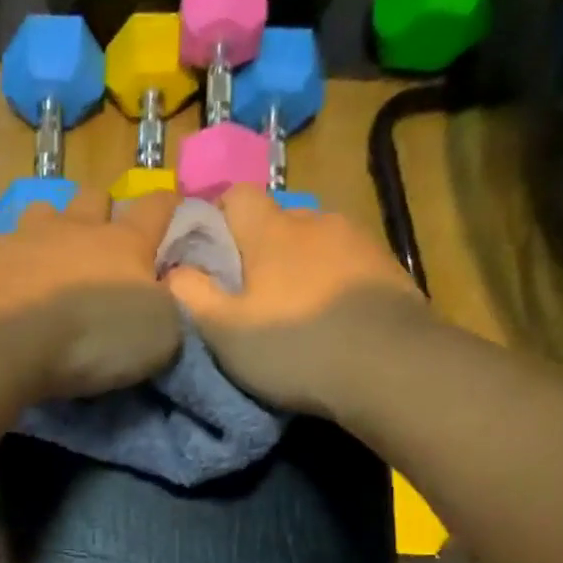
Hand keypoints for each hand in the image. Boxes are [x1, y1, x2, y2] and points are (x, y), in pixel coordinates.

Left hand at [0, 188, 182, 400]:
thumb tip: (166, 293)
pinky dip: (11, 262)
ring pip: (42, 211)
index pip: (156, 207)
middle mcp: (76, 228)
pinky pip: (2, 249)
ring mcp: (26, 239)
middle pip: (93, 196)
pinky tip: (11, 284)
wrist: (8, 342)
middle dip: (101, 211)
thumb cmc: (94, 336)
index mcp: (125, 242)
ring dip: (51, 227)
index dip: (167, 205)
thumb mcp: (159, 335)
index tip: (172, 207)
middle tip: (102, 239)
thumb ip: (168, 308)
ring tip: (50, 255)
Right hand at [166, 186, 427, 415]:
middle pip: (274, 222)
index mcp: (271, 230)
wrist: (391, 367)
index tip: (205, 259)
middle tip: (246, 297)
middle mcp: (315, 221)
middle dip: (255, 250)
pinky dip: (329, 281)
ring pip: (312, 243)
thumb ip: (189, 295)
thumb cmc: (295, 348)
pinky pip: (344, 264)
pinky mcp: (387, 267)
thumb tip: (170, 269)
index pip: (235, 195)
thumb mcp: (224, 331)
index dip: (215, 220)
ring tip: (292, 311)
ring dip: (296, 267)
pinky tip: (330, 318)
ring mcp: (357, 241)